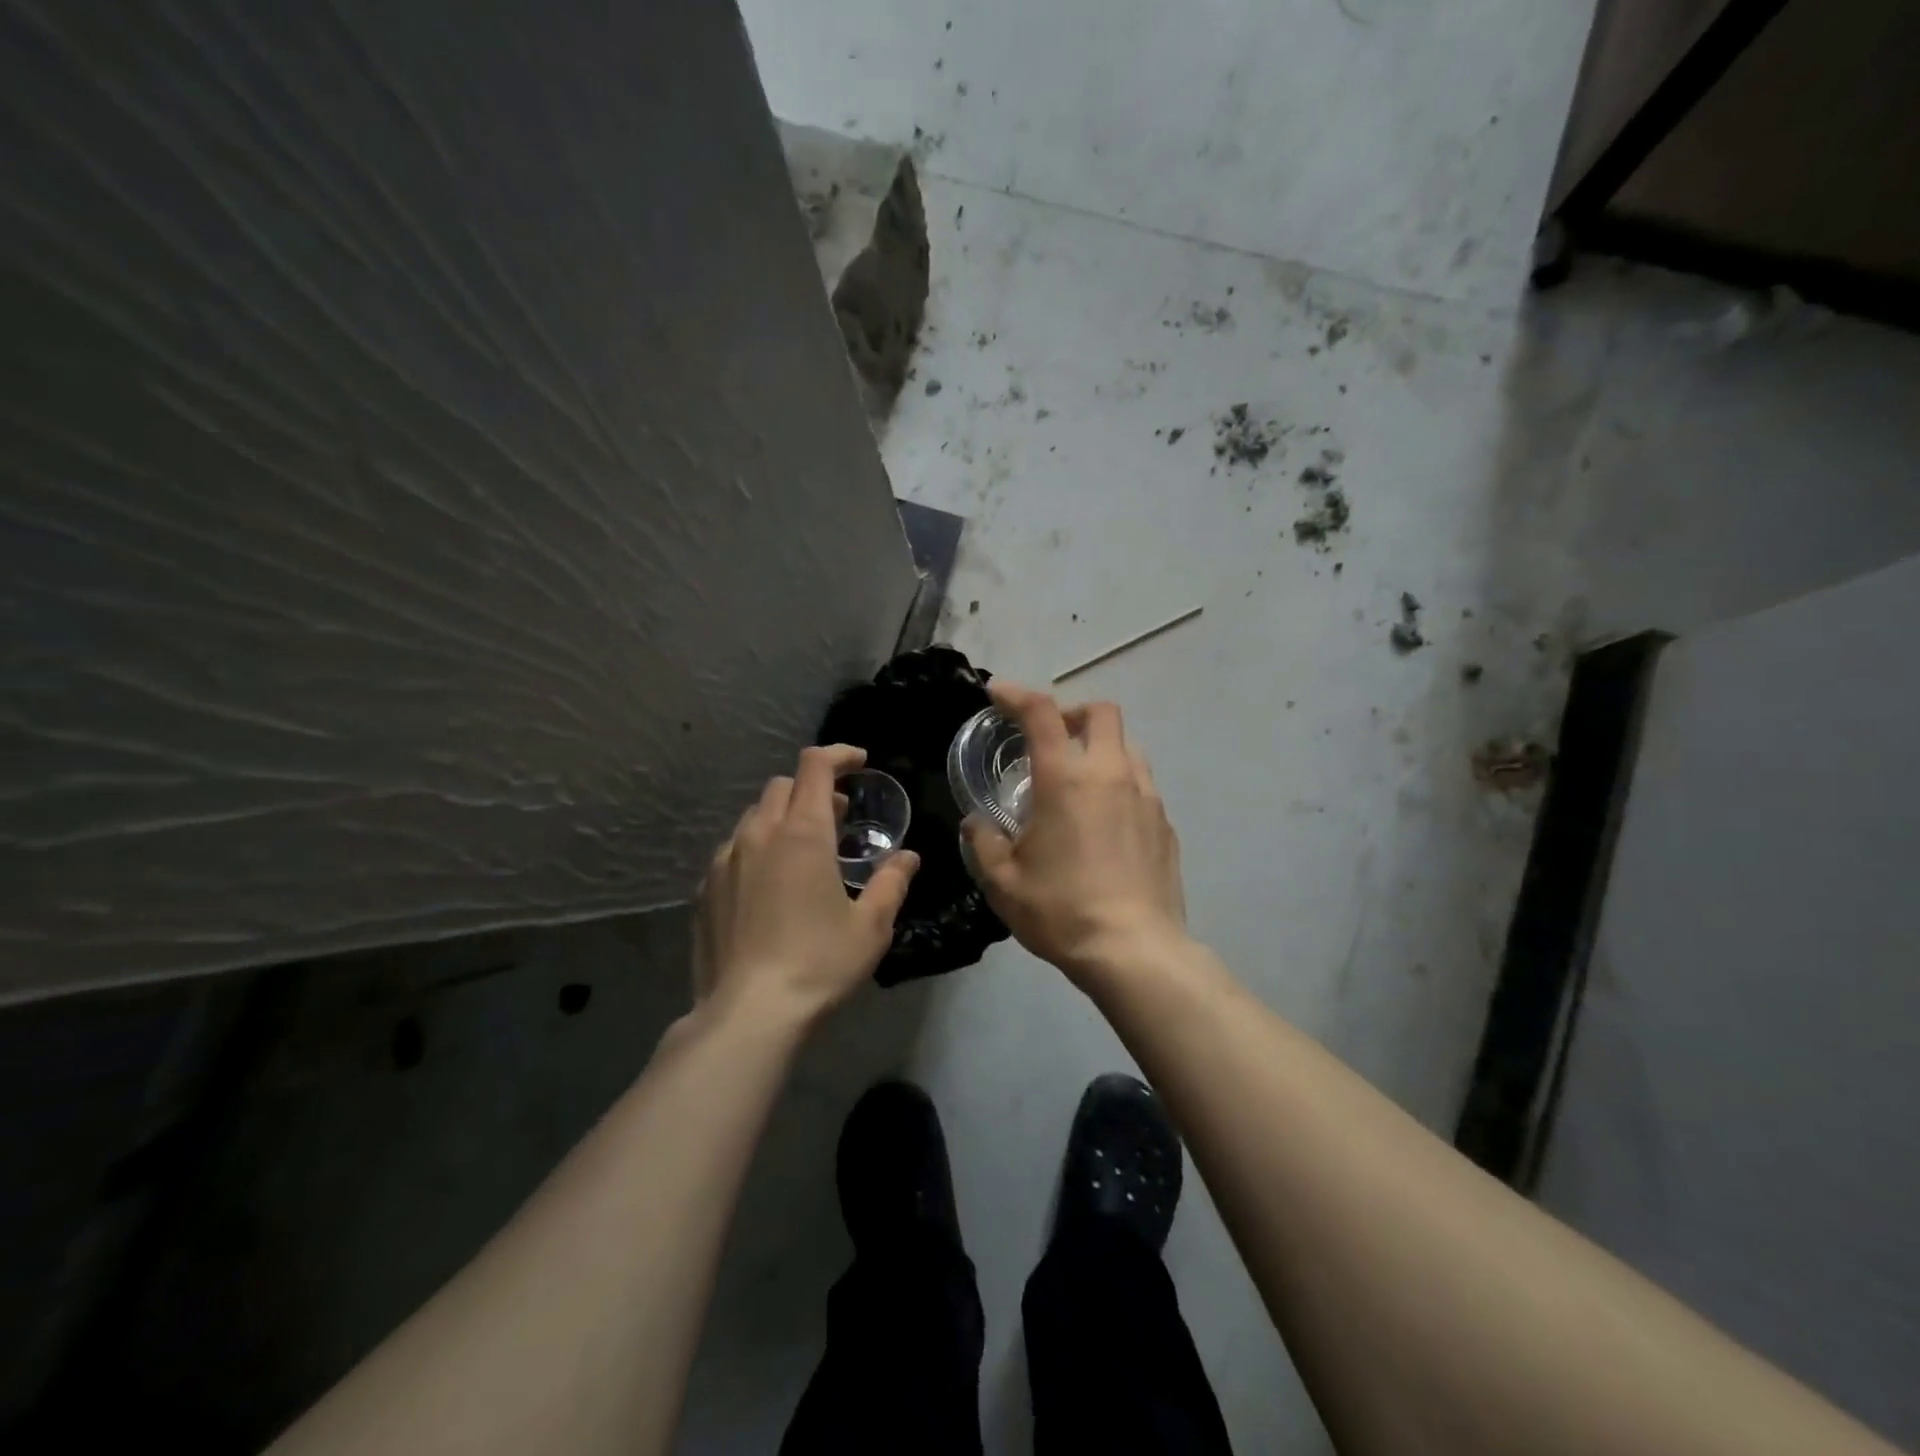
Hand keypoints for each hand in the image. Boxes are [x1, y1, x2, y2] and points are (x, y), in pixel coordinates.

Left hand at [694, 744, 918, 1026]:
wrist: (748, 1014)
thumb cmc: (818, 964)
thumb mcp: (870, 926)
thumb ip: (891, 882)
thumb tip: (907, 857)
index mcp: (802, 834)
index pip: (815, 767)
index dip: (839, 755)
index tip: (860, 763)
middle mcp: (759, 835)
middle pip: (783, 785)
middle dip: (813, 789)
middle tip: (839, 816)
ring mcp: (725, 860)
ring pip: (755, 816)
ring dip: (784, 817)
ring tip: (806, 850)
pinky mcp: (706, 889)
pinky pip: (734, 848)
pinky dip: (759, 846)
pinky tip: (771, 883)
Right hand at [962, 682, 1185, 978]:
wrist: (1134, 950)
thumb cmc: (1060, 910)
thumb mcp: (1003, 881)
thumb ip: (983, 842)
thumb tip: (977, 823)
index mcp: (1065, 779)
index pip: (1041, 712)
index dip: (1016, 694)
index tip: (998, 694)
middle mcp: (1110, 774)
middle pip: (1101, 712)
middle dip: (1072, 713)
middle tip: (1050, 738)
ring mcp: (1146, 797)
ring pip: (1128, 746)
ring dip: (1100, 748)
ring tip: (1079, 781)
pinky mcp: (1165, 824)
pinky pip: (1142, 785)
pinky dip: (1120, 784)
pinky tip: (1105, 822)